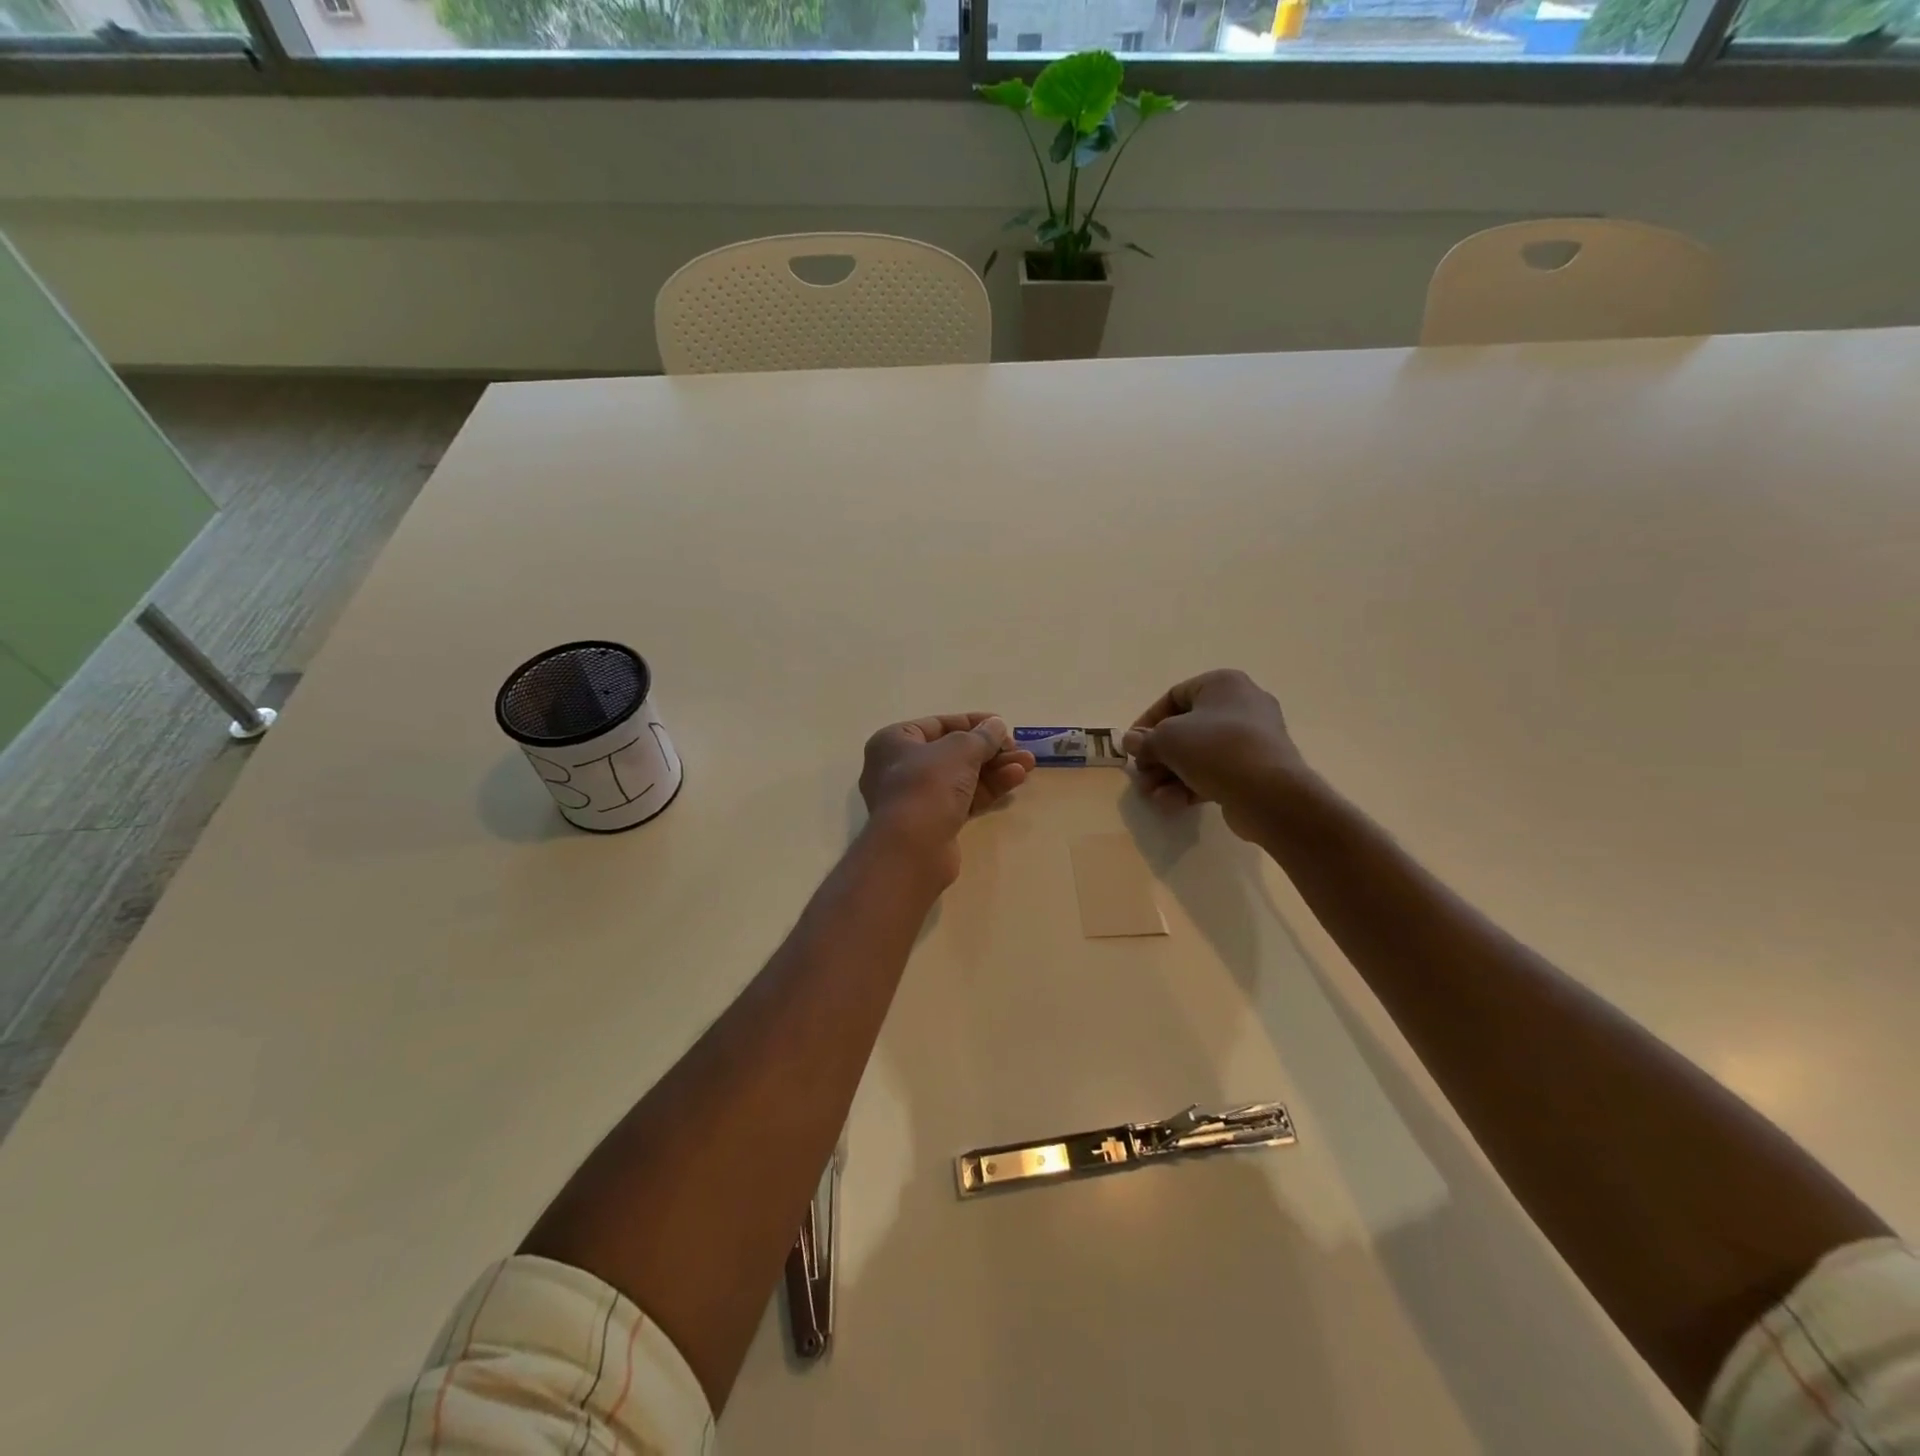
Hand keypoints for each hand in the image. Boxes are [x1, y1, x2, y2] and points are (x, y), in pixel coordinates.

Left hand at [859, 714, 1036, 883]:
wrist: (912, 849)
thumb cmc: (927, 785)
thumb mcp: (959, 750)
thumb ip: (981, 736)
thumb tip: (996, 725)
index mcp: (894, 742)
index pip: (938, 725)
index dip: (972, 722)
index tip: (1002, 724)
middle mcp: (900, 768)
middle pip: (952, 753)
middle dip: (989, 750)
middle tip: (1019, 750)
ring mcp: (917, 799)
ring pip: (961, 778)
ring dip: (995, 769)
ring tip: (1028, 764)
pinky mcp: (933, 823)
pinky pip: (964, 799)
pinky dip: (987, 789)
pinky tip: (1015, 780)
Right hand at [1121, 671, 1306, 840]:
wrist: (1269, 792)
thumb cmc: (1214, 749)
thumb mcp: (1167, 739)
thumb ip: (1145, 740)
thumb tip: (1130, 742)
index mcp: (1223, 684)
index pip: (1174, 696)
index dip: (1147, 722)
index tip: (1132, 746)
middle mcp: (1242, 704)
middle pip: (1186, 729)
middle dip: (1158, 756)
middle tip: (1142, 776)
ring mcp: (1253, 738)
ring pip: (1199, 754)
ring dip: (1171, 775)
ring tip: (1154, 796)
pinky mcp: (1258, 768)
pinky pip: (1217, 771)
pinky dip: (1192, 784)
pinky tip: (1173, 804)